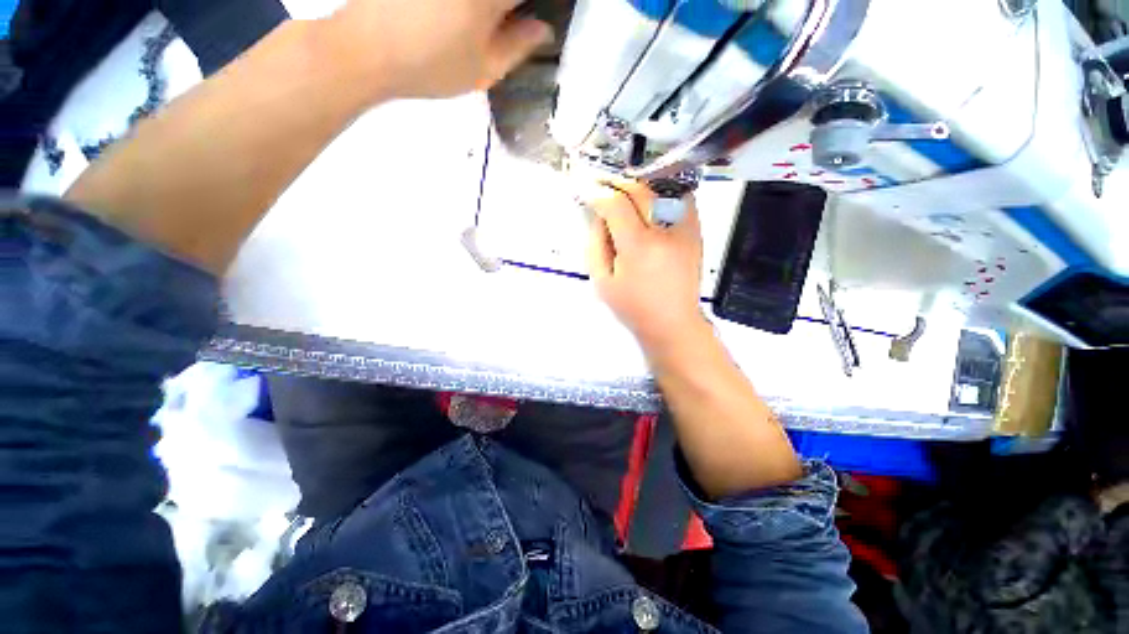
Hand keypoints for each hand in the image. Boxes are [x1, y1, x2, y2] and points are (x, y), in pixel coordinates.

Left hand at [325, 0, 551, 100]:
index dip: (530, 11)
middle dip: (510, 11)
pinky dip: (468, 12)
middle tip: (505, 25)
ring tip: (482, 27)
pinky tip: (457, 18)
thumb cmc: (431, 66)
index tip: (525, 23)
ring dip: (488, 13)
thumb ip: (518, 46)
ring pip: (484, 1)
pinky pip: (464, 2)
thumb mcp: (484, 69)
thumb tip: (544, 28)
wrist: (365, 48)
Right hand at [585, 181, 708, 354]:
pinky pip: (680, 198)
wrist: (673, 322)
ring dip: (638, 184)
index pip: (616, 204)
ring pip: (661, 188)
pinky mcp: (696, 231)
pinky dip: (661, 192)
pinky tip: (648, 199)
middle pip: (639, 190)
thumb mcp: (602, 281)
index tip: (586, 190)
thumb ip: (596, 244)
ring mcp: (685, 229)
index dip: (598, 193)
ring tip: (622, 189)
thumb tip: (598, 215)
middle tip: (601, 184)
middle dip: (616, 183)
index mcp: (638, 247)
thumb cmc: (633, 308)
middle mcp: (665, 231)